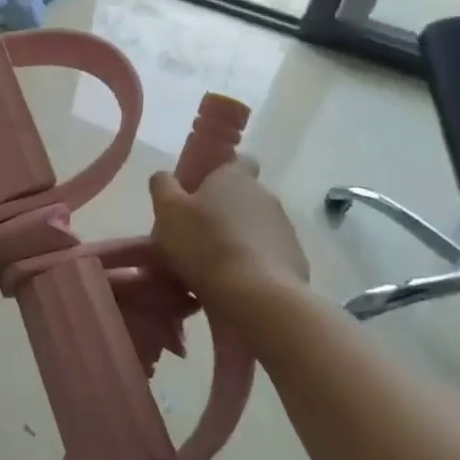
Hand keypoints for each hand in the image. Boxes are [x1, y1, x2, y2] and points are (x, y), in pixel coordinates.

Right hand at [149, 161, 307, 305]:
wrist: (257, 299)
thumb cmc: (205, 245)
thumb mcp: (167, 210)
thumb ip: (163, 186)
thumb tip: (165, 177)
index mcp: (236, 177)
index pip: (237, 161)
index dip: (219, 171)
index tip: (199, 189)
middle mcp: (265, 196)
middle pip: (243, 197)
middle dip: (223, 211)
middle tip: (196, 233)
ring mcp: (285, 230)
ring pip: (255, 228)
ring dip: (237, 240)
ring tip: (212, 266)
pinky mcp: (296, 263)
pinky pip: (267, 258)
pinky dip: (252, 266)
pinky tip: (232, 286)